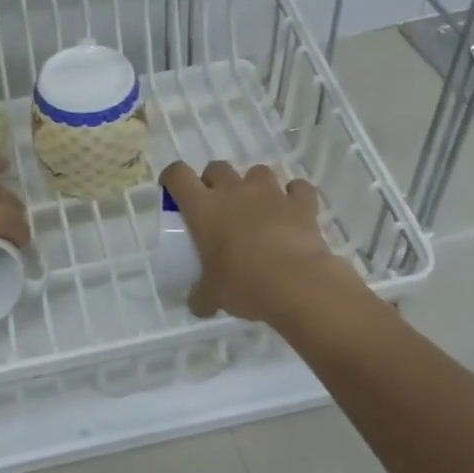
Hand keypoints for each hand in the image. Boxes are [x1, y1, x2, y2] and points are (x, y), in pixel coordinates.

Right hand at [160, 161, 360, 323]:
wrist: (297, 284)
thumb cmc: (244, 284)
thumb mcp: (213, 295)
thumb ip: (201, 296)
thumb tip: (198, 305)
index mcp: (203, 208)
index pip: (178, 175)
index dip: (172, 177)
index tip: (173, 190)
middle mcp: (234, 191)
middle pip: (217, 168)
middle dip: (214, 181)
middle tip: (217, 206)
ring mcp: (270, 193)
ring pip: (257, 171)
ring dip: (253, 185)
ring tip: (257, 208)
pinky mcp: (301, 203)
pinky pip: (298, 188)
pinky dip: (294, 196)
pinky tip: (293, 210)